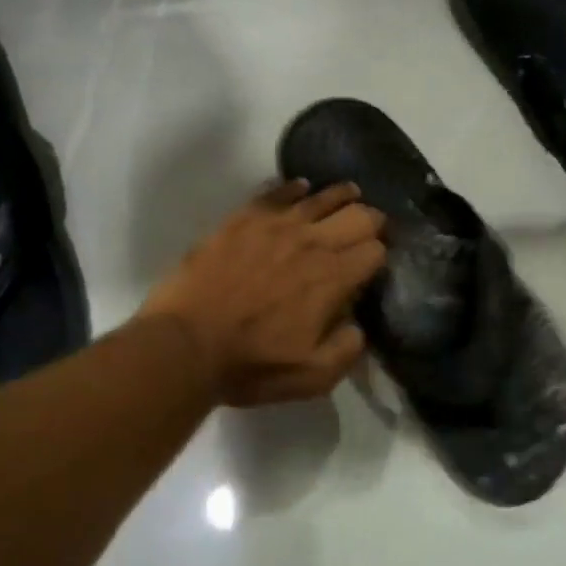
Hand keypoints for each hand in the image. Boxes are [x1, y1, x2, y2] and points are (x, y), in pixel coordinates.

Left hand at [141, 180, 386, 405]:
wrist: (184, 344)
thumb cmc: (251, 364)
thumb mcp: (313, 376)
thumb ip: (347, 349)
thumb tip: (358, 325)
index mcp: (333, 279)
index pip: (375, 250)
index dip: (381, 255)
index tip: (376, 261)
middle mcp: (312, 242)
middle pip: (358, 216)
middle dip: (372, 220)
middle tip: (371, 227)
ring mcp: (276, 225)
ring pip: (322, 196)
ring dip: (343, 195)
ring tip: (350, 194)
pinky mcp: (243, 218)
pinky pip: (278, 191)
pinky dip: (296, 188)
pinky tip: (301, 188)